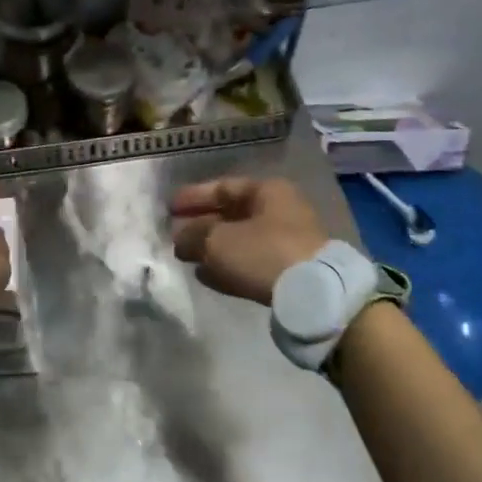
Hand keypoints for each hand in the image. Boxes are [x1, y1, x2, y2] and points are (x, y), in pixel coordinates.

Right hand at [170, 176, 329, 305]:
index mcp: (267, 191)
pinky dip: (227, 267)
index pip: (223, 187)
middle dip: (200, 225)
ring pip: (239, 241)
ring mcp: (286, 243)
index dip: (194, 196)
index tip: (169, 208)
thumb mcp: (217, 240)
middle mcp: (280, 212)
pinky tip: (204, 276)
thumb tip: (180, 238)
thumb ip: (192, 235)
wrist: (312, 294)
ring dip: (211, 248)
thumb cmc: (263, 252)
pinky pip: (250, 264)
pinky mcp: (288, 272)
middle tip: (174, 234)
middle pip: (231, 215)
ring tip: (184, 257)